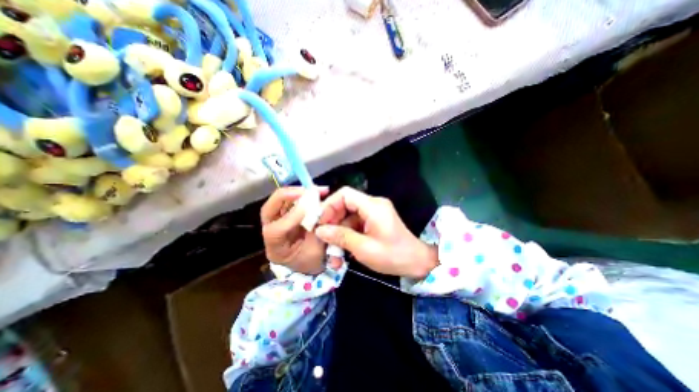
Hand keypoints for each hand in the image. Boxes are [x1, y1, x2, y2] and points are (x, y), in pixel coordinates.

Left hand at [260, 186, 328, 274]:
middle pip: (269, 210)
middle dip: (288, 196)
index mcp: (276, 249)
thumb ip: (318, 231)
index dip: (291, 217)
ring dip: (296, 192)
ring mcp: (276, 222)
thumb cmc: (314, 260)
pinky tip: (313, 192)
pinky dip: (300, 194)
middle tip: (308, 191)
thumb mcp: (317, 251)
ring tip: (315, 190)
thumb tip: (322, 210)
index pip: (275, 231)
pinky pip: (289, 200)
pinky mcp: (285, 214)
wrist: (310, 262)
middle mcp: (271, 233)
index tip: (308, 208)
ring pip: (277, 201)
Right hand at [312, 187, 435, 278]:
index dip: (329, 205)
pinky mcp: (374, 221)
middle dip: (332, 220)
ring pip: (348, 216)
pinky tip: (342, 250)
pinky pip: (355, 223)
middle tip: (323, 237)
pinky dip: (347, 235)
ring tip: (332, 251)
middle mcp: (373, 204)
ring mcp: (374, 213)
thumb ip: (341, 237)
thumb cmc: (393, 256)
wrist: (416, 262)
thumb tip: (320, 230)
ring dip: (338, 231)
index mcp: (373, 206)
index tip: (319, 222)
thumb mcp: (364, 248)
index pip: (345, 194)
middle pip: (345, 204)